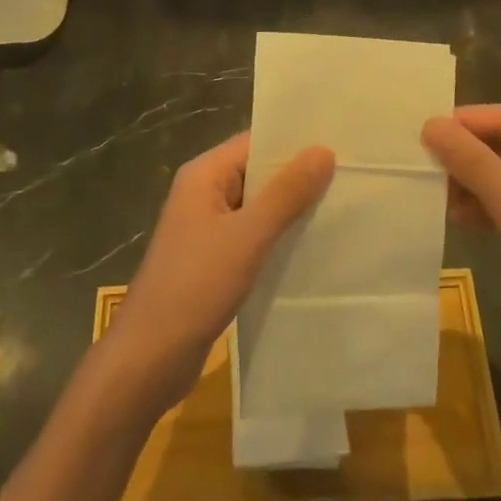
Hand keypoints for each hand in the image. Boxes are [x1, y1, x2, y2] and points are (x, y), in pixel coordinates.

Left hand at [105, 133, 331, 409]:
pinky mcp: (213, 260)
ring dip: (291, 209)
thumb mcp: (247, 236)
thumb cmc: (195, 286)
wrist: (150, 357)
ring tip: (341, 208)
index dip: (295, 143)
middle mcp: (203, 193)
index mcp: (204, 175)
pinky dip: (278, 237)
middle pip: (257, 172)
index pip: (255, 142)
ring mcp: (206, 228)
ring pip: (257, 206)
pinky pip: (252, 235)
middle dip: (298, 176)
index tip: (340, 144)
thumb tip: (323, 150)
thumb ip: (286, 193)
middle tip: (351, 176)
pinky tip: (311, 247)